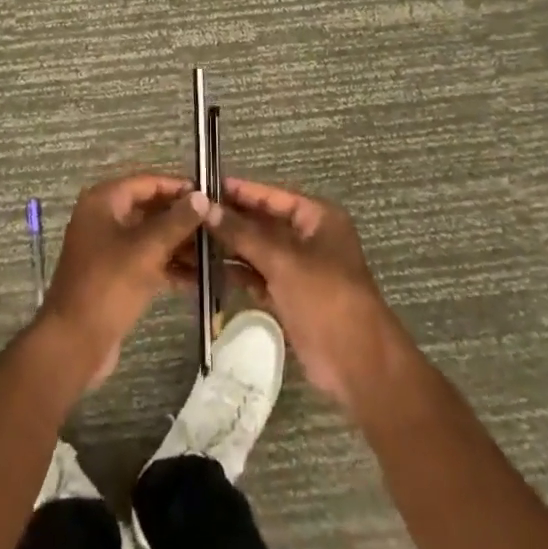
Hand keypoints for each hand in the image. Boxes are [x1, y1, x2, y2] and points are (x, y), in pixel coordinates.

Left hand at [36, 173, 209, 389]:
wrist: (73, 345)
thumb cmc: (107, 286)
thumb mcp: (146, 250)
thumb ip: (176, 221)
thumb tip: (202, 197)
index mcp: (104, 201)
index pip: (148, 182)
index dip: (179, 187)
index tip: (210, 195)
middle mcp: (105, 218)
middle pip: (151, 209)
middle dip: (183, 219)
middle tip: (217, 226)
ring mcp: (110, 249)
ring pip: (151, 237)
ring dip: (180, 245)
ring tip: (216, 252)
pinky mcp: (116, 276)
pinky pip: (147, 261)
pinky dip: (170, 267)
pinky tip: (200, 277)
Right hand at [203, 176, 402, 411]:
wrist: (358, 364)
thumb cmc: (326, 297)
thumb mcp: (283, 260)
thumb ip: (243, 233)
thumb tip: (206, 207)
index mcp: (317, 217)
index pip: (271, 195)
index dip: (239, 191)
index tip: (204, 185)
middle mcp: (308, 238)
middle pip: (262, 222)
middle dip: (230, 220)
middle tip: (190, 214)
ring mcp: (298, 269)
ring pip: (257, 250)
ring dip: (229, 247)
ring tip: (190, 240)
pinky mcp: (289, 297)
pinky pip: (258, 276)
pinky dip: (236, 273)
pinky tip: (206, 269)